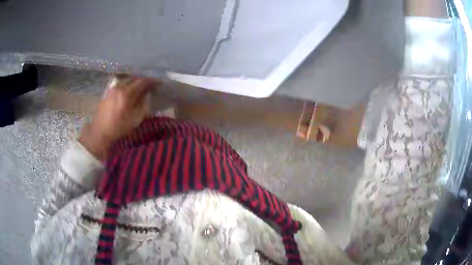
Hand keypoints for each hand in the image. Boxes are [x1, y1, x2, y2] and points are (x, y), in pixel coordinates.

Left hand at [79, 76, 158, 159]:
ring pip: (126, 82)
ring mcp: (112, 89)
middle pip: (134, 79)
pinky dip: (127, 87)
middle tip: (150, 86)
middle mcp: (119, 87)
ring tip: (140, 89)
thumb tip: (146, 95)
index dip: (151, 81)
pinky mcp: (107, 93)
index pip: (141, 82)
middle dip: (143, 82)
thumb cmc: (118, 128)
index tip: (158, 83)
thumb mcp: (134, 119)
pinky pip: (120, 86)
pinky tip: (129, 93)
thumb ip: (142, 104)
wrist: (100, 132)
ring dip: (134, 84)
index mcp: (126, 93)